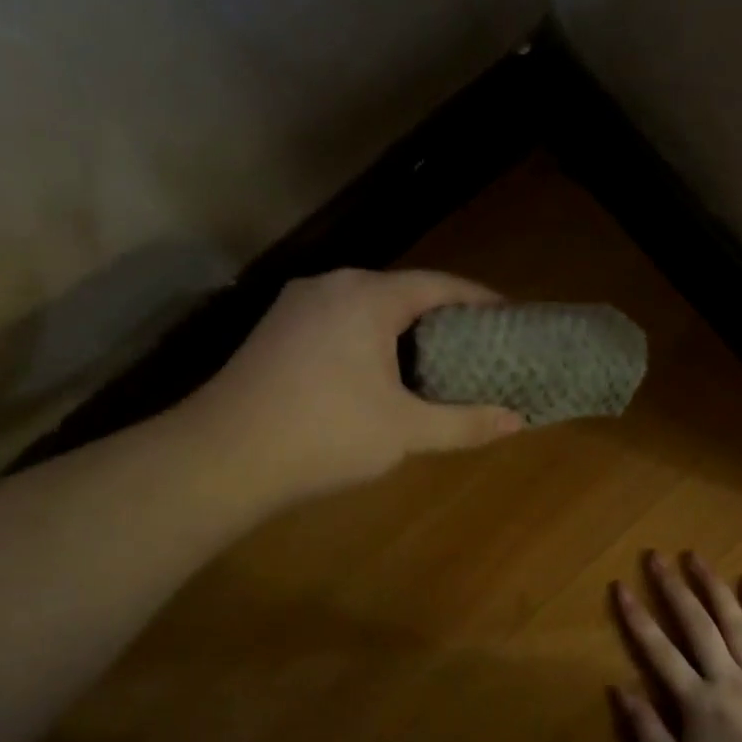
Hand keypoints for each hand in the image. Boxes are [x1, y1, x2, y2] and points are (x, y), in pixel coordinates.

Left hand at [183, 269, 523, 498]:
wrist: (224, 457)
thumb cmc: (326, 434)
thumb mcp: (406, 431)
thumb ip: (464, 422)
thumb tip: (517, 421)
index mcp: (367, 296)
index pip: (439, 284)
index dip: (480, 300)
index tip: (510, 319)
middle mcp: (331, 286)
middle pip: (402, 292)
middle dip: (443, 317)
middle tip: (479, 347)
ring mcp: (296, 306)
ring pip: (367, 307)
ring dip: (404, 330)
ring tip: (437, 361)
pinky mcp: (275, 331)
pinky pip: (339, 322)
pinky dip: (371, 339)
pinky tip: (380, 373)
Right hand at [608, 551, 741, 741]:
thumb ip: (647, 730)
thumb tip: (619, 688)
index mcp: (696, 699)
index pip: (659, 650)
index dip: (637, 617)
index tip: (621, 586)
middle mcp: (725, 676)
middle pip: (696, 624)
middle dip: (673, 588)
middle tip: (656, 556)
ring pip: (734, 621)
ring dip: (713, 586)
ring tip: (695, 557)